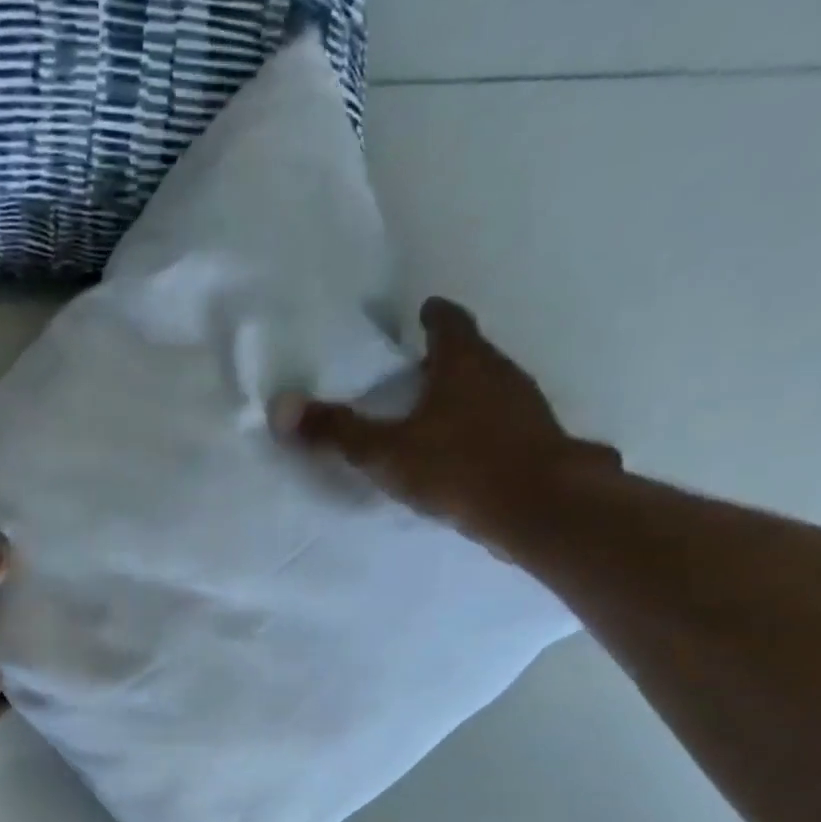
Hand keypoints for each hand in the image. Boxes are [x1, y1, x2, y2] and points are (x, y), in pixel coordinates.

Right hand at [272, 296, 620, 543]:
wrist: (538, 507)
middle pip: (472, 353)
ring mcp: (526, 407)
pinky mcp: (539, 442)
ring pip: (492, 388)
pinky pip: (504, 424)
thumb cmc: (458, 466)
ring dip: (468, 394)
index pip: (449, 322)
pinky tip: (466, 453)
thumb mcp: (385, 451)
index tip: (421, 314)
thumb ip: (337, 431)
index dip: (433, 316)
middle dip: (447, 358)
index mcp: (464, 362)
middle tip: (418, 368)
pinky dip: (484, 428)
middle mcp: (501, 373)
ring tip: (437, 412)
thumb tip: (281, 408)